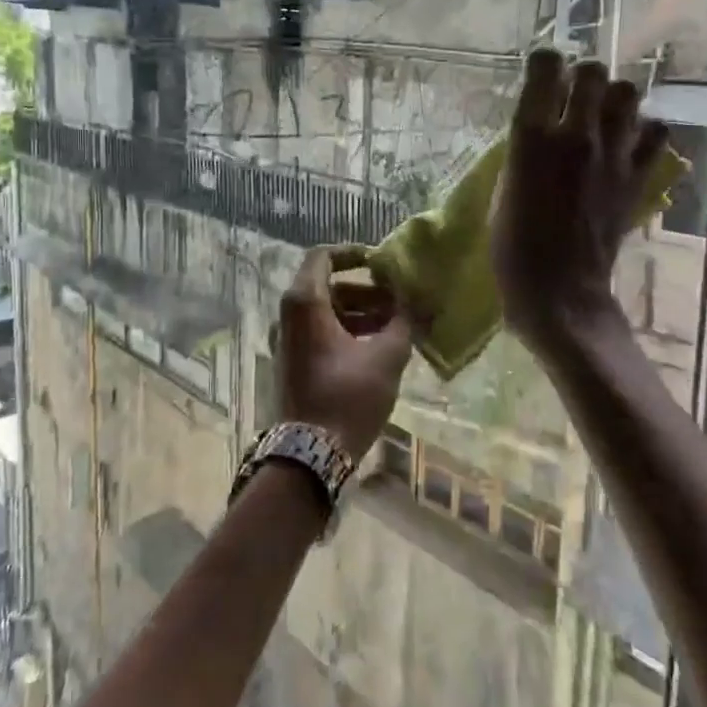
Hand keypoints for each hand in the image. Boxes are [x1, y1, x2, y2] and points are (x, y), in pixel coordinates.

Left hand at [276, 246, 414, 462]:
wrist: (310, 453)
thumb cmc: (347, 396)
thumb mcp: (386, 357)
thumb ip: (404, 322)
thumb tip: (418, 301)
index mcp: (305, 302)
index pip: (323, 257)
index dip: (353, 254)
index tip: (382, 263)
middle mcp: (289, 315)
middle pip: (328, 286)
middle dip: (366, 290)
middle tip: (399, 302)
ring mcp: (288, 340)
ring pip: (326, 311)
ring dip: (361, 313)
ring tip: (396, 326)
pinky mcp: (294, 362)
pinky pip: (321, 332)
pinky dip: (348, 331)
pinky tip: (379, 347)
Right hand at [492, 49, 670, 350]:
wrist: (559, 292)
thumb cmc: (513, 246)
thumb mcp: (503, 189)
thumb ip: (524, 150)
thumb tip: (542, 125)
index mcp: (532, 137)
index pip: (546, 67)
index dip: (545, 63)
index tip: (542, 73)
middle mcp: (576, 135)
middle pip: (593, 72)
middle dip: (583, 76)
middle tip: (574, 94)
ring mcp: (612, 155)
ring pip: (629, 93)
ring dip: (615, 97)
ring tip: (602, 114)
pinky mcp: (636, 177)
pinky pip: (655, 132)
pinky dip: (643, 130)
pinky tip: (627, 142)